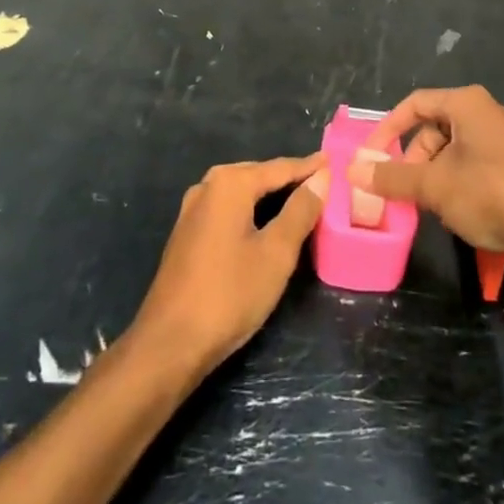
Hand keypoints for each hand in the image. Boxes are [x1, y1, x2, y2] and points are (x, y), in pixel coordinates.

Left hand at [133, 154, 327, 377]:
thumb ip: (300, 211)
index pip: (280, 168)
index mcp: (230, 183)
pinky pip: (227, 209)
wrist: (169, 343)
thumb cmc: (229, 294)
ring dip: (269, 194)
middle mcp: (208, 186)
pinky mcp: (187, 233)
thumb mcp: (276, 253)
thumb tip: (321, 178)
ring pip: (241, 192)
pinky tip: (264, 222)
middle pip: (258, 175)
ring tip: (299, 199)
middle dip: (289, 178)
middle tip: (321, 181)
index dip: (309, 167)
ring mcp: (192, 210)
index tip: (334, 161)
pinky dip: (251, 209)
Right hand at [349, 86, 503, 261]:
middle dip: (412, 157)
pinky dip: (456, 180)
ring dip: (433, 173)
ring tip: (427, 203)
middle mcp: (487, 112)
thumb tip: (353, 171)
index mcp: (466, 103)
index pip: (415, 103)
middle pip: (434, 127)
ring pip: (454, 148)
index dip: (388, 128)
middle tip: (401, 187)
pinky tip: (455, 209)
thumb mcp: (434, 186)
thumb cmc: (490, 193)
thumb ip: (392, 178)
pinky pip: (474, 163)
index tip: (371, 157)